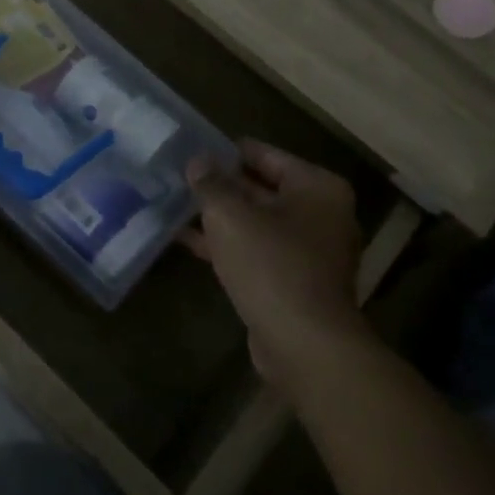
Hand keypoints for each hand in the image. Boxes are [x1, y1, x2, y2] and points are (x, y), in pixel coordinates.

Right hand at [182, 140, 368, 390]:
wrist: (304, 345)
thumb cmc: (272, 266)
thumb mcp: (230, 216)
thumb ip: (211, 184)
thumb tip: (197, 160)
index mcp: (317, 188)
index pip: (265, 154)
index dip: (226, 151)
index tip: (191, 148)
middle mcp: (321, 214)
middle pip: (261, 188)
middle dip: (221, 185)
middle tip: (178, 176)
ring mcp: (310, 251)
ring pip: (255, 222)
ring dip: (219, 217)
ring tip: (174, 204)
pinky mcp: (294, 281)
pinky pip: (255, 251)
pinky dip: (226, 244)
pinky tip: (186, 240)